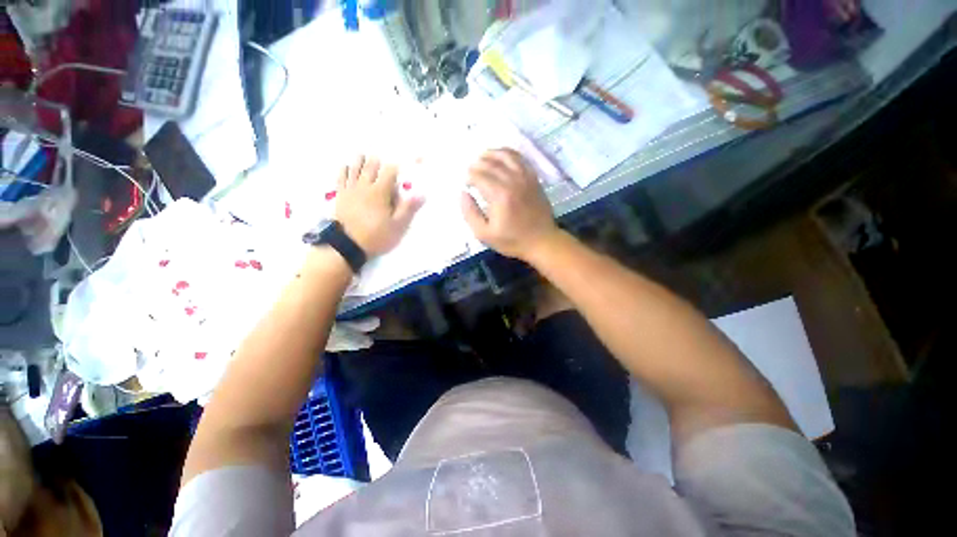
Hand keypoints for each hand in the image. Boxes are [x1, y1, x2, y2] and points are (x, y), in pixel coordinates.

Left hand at [334, 156, 423, 257]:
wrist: (347, 245)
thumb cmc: (376, 236)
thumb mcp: (397, 226)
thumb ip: (408, 208)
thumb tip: (421, 194)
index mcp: (380, 192)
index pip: (389, 171)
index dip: (397, 165)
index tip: (402, 164)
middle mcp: (364, 186)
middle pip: (371, 165)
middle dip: (378, 161)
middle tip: (382, 160)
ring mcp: (350, 189)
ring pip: (355, 167)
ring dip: (360, 160)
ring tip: (363, 154)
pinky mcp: (340, 195)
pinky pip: (341, 177)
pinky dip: (344, 169)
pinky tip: (346, 165)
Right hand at [460, 149, 559, 259]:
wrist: (542, 241)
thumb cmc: (512, 240)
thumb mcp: (484, 234)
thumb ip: (470, 213)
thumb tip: (463, 193)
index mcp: (499, 195)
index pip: (479, 176)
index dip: (469, 176)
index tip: (466, 183)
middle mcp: (512, 181)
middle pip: (491, 163)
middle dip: (477, 164)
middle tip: (471, 172)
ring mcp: (525, 177)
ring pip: (506, 156)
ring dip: (491, 154)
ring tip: (483, 158)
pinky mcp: (533, 178)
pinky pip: (520, 159)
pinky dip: (508, 153)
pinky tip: (501, 157)